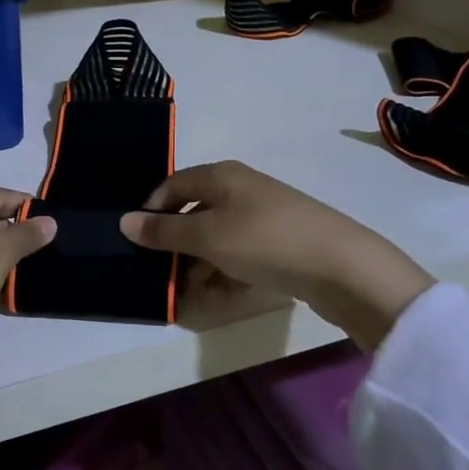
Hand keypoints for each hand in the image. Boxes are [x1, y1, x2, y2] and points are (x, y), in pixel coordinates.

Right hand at [119, 161, 432, 349]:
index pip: (172, 185)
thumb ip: (163, 231)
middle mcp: (241, 188)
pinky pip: (241, 252)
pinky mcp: (282, 240)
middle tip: (164, 274)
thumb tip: (124, 221)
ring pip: (217, 237)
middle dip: (176, 245)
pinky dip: (227, 270)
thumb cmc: (264, 241)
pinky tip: (223, 294)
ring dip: (200, 263)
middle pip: (194, 212)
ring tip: (194, 293)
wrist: (343, 266)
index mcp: (221, 175)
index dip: (151, 211)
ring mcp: (264, 214)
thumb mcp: (206, 236)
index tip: (138, 243)